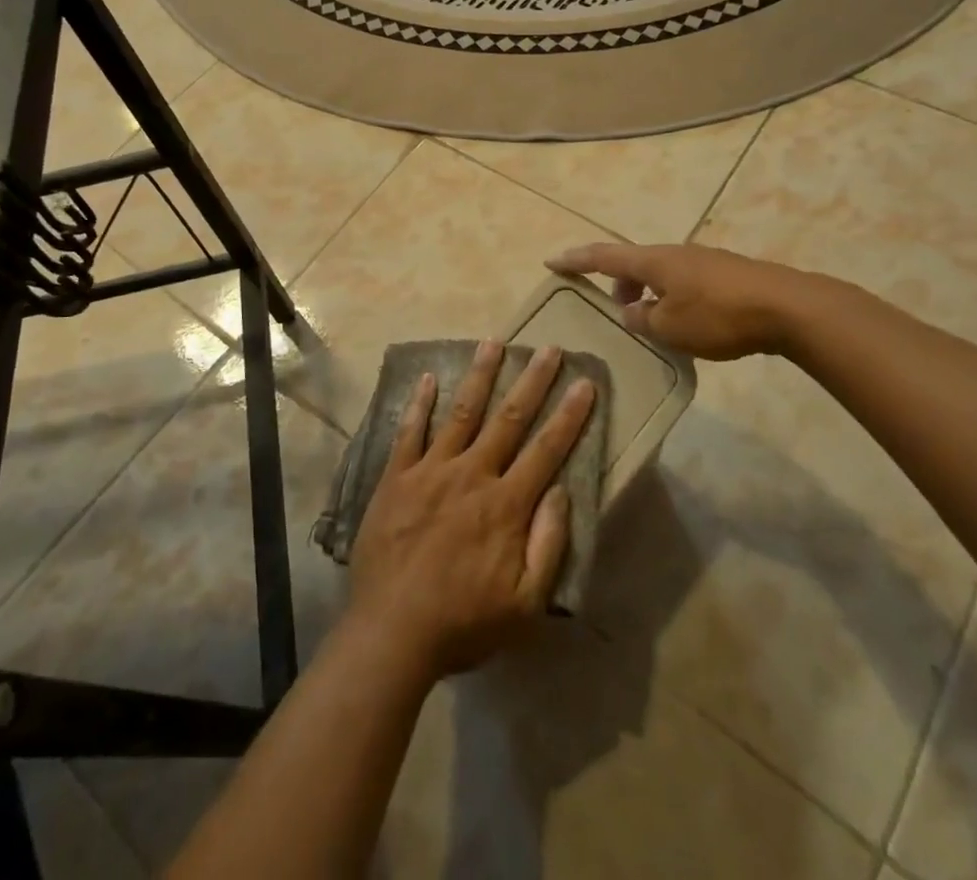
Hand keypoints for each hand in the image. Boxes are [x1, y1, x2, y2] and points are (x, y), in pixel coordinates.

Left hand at [346, 340, 596, 679]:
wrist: (391, 633)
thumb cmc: (463, 623)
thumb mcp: (525, 604)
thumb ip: (548, 544)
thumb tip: (562, 490)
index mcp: (506, 505)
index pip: (546, 449)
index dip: (569, 415)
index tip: (585, 383)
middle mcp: (472, 475)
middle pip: (508, 419)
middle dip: (532, 381)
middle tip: (548, 348)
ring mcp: (430, 471)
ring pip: (461, 413)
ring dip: (480, 376)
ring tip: (494, 342)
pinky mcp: (396, 477)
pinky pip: (409, 431)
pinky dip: (419, 403)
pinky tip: (429, 377)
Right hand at [546, 242, 825, 359]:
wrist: (788, 307)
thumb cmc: (719, 317)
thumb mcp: (670, 327)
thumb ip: (643, 319)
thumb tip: (633, 312)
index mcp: (654, 261)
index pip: (603, 256)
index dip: (575, 259)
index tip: (551, 261)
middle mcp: (674, 253)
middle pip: (634, 262)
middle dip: (618, 282)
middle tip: (617, 310)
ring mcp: (703, 261)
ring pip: (661, 272)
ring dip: (647, 291)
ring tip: (652, 321)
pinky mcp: (726, 273)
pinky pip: (684, 280)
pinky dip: (671, 296)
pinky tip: (686, 322)